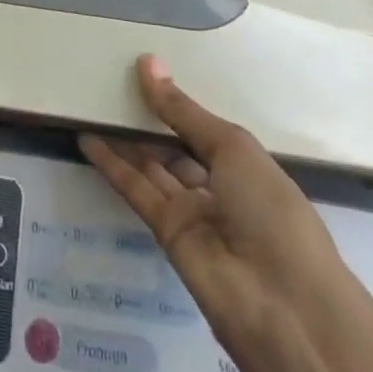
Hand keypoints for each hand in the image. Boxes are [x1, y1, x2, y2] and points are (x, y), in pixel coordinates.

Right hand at [82, 57, 372, 371]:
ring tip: (90, 104)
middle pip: (174, 145)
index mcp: (246, 163)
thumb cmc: (271, 212)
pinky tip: (88, 140)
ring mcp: (193, 211)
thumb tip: (147, 62)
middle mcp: (219, 185)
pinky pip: (137, 191)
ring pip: (152, 166)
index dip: (174, 101)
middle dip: (145, 118)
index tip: (140, 70)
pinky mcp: (168, 234)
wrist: (284, 309)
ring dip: (124, 138)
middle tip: (108, 83)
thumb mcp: (232, 149)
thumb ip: (182, 111)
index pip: (202, 127)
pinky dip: (113, 166)